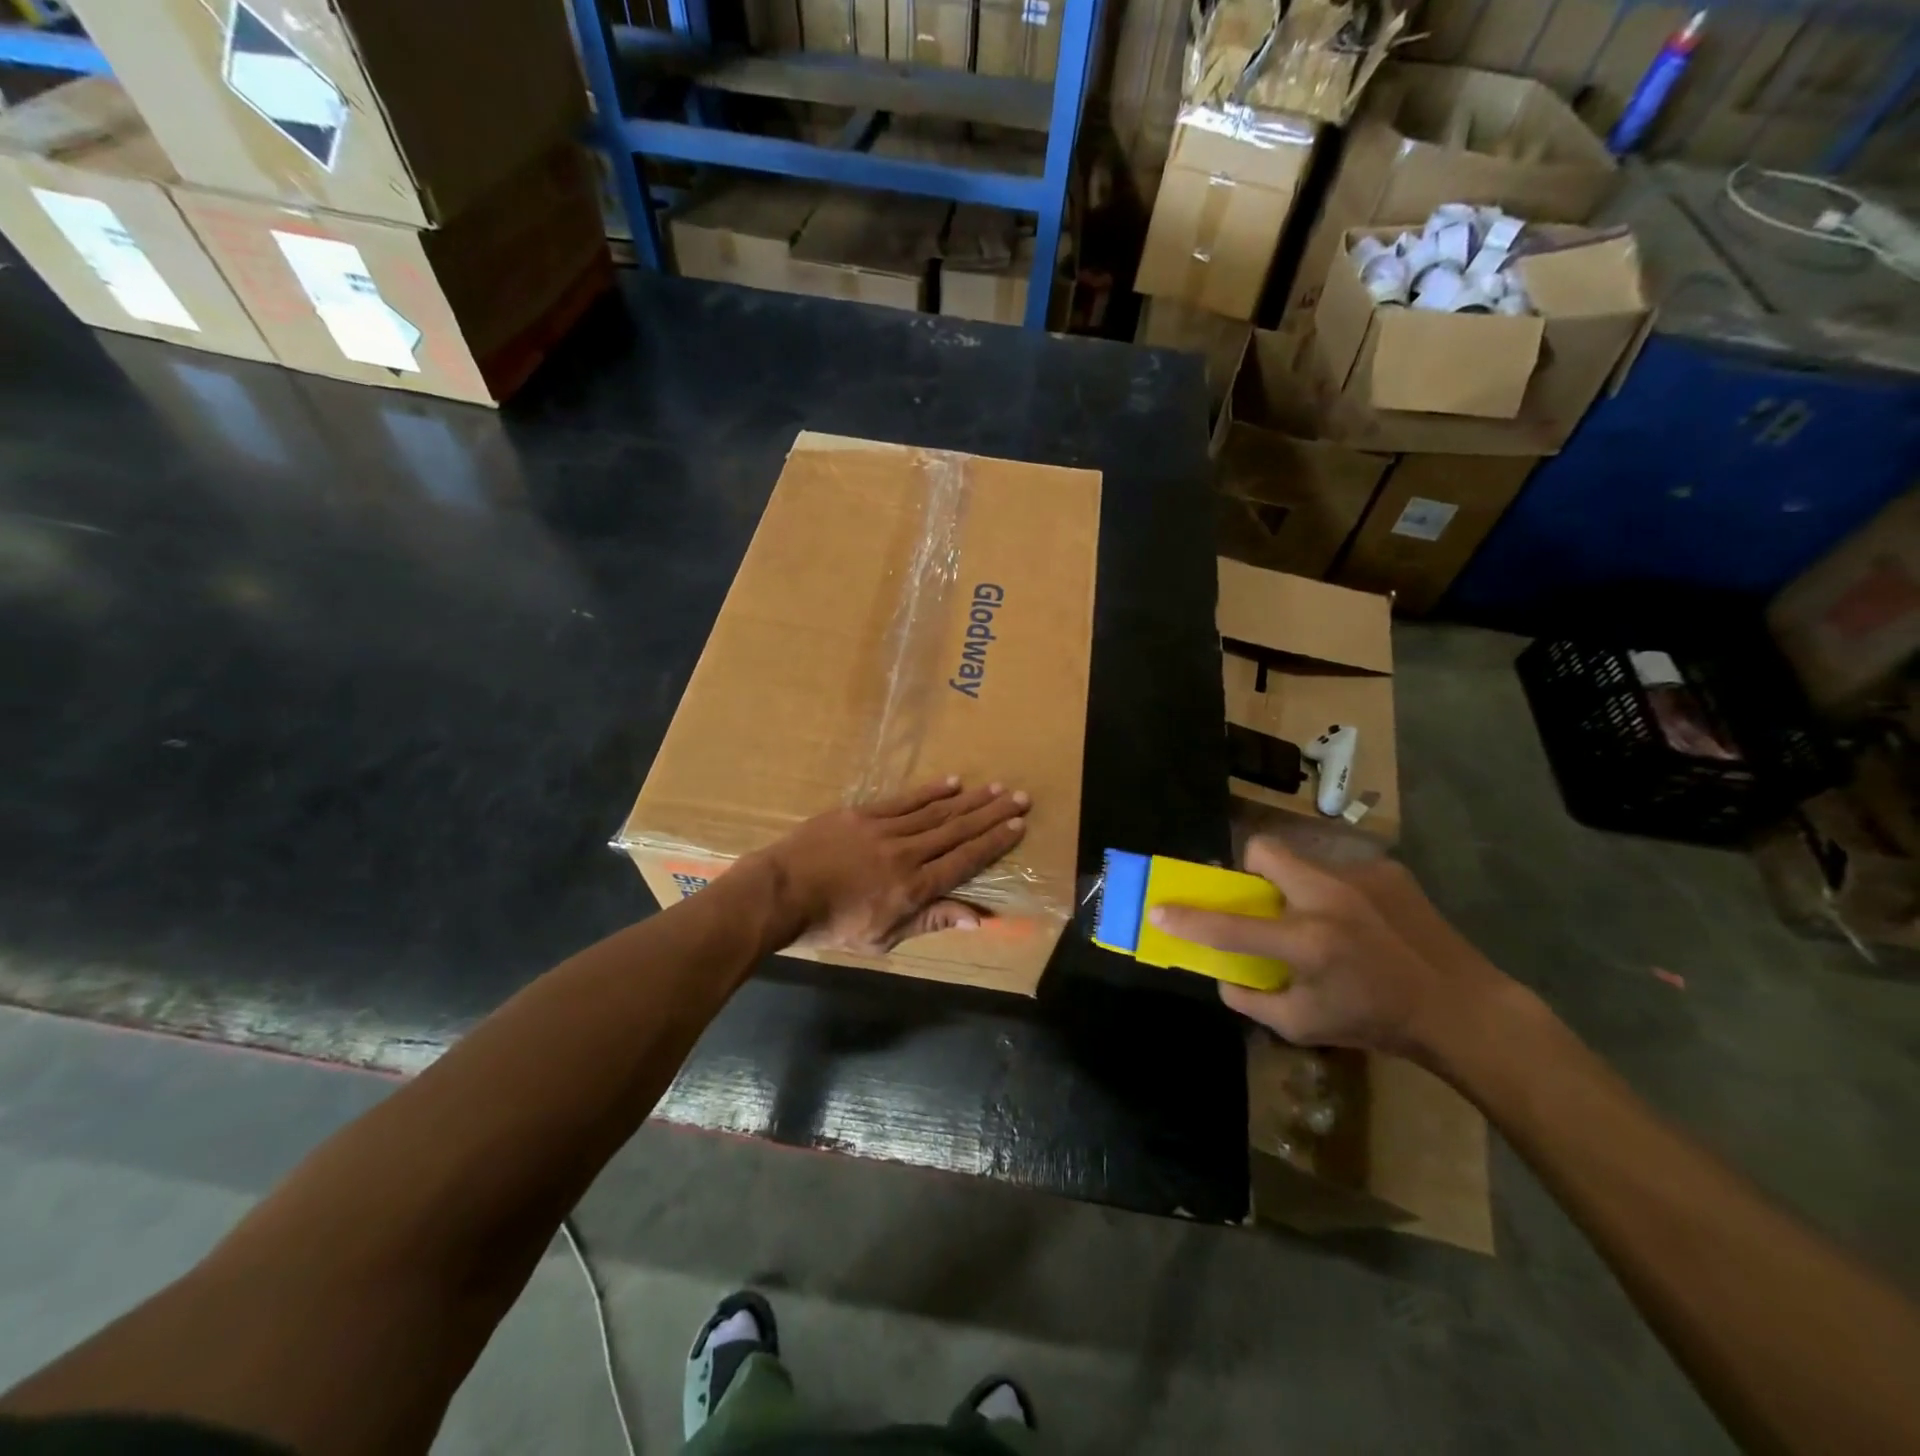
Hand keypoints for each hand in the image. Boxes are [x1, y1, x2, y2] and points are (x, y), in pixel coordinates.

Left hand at [751, 778, 1028, 953]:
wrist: (780, 894)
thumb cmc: (831, 926)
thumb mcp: (883, 938)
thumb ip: (930, 921)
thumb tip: (978, 917)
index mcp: (914, 888)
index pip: (964, 860)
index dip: (993, 843)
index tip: (1018, 826)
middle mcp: (907, 854)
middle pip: (957, 830)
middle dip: (992, 814)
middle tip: (1020, 796)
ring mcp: (884, 829)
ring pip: (936, 811)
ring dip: (969, 799)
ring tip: (995, 787)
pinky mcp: (863, 814)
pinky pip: (904, 800)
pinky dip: (930, 791)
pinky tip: (952, 782)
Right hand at [1149, 837, 1511, 1057]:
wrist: (1462, 1008)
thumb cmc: (1377, 1022)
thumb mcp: (1303, 1027)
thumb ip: (1251, 1001)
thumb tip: (1222, 977)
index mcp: (1306, 942)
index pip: (1229, 926)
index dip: (1188, 919)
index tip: (1159, 910)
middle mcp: (1329, 898)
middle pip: (1264, 851)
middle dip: (1251, 869)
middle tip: (1265, 900)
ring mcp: (1361, 878)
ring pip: (1303, 861)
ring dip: (1299, 886)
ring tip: (1327, 921)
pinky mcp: (1388, 870)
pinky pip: (1342, 871)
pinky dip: (1339, 894)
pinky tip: (1364, 923)